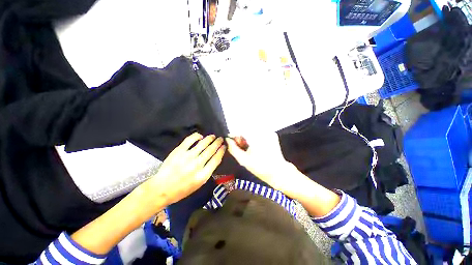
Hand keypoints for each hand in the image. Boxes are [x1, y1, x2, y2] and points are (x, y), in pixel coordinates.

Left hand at [141, 133, 225, 208]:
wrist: (162, 189)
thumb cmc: (182, 189)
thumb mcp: (199, 184)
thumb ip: (208, 171)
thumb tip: (214, 157)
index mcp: (203, 175)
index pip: (216, 159)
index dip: (221, 151)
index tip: (224, 146)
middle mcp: (197, 165)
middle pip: (211, 150)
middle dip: (218, 143)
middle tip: (220, 139)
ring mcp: (187, 157)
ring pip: (203, 144)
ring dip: (210, 138)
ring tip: (213, 136)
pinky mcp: (178, 151)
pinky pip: (190, 140)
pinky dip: (196, 136)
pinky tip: (200, 136)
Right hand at [226, 133, 296, 191]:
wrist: (278, 172)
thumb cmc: (260, 167)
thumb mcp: (243, 160)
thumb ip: (233, 148)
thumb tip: (228, 140)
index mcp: (255, 136)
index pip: (240, 129)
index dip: (234, 134)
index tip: (231, 140)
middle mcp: (263, 131)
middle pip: (247, 128)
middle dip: (241, 136)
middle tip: (240, 145)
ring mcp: (269, 132)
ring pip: (253, 129)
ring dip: (247, 136)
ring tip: (247, 146)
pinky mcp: (272, 134)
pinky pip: (259, 132)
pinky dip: (254, 136)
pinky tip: (255, 145)